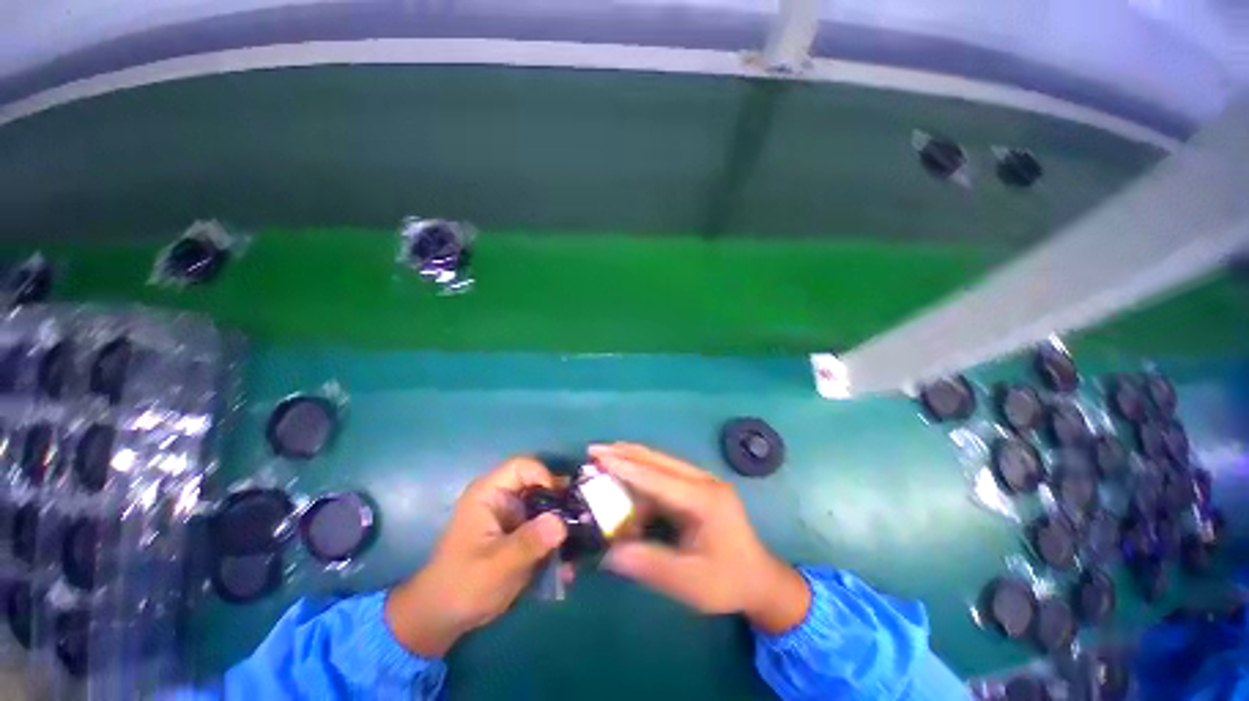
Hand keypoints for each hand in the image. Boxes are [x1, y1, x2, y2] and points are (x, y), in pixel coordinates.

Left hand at [385, 458, 566, 655]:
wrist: (443, 618)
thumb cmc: (462, 586)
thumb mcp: (496, 566)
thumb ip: (528, 543)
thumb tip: (562, 522)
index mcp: (490, 493)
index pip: (523, 466)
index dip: (544, 476)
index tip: (561, 501)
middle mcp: (503, 498)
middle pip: (540, 484)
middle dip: (561, 502)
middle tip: (582, 520)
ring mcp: (513, 516)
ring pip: (546, 506)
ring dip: (562, 523)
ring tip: (580, 543)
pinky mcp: (520, 533)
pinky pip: (545, 527)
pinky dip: (556, 540)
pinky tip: (568, 564)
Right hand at [589, 444, 809, 633]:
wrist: (760, 580)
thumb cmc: (728, 582)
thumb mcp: (688, 581)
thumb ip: (647, 563)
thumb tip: (606, 552)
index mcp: (705, 500)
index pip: (659, 478)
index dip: (627, 468)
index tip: (600, 458)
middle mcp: (703, 482)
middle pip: (659, 460)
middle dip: (625, 454)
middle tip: (594, 451)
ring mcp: (701, 482)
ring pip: (660, 464)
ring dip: (632, 462)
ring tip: (603, 462)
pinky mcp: (696, 489)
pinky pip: (664, 477)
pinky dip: (642, 478)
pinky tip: (625, 485)